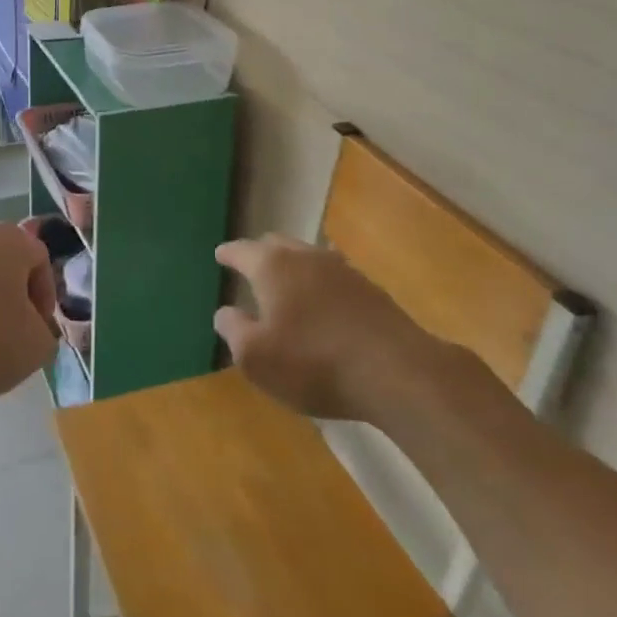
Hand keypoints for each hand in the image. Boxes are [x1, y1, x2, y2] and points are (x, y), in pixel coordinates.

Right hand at [214, 235, 424, 420]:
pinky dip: (319, 285)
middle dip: (260, 253)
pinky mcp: (370, 289)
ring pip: (307, 257)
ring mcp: (341, 269)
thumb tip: (225, 312)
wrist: (396, 371)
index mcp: (272, 266)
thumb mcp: (256, 357)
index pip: (242, 250)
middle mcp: (305, 256)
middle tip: (250, 267)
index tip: (219, 254)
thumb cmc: (313, 362)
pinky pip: (332, 277)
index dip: (228, 253)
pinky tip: (322, 304)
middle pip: (276, 245)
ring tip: (286, 286)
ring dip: (292, 268)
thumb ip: (234, 330)